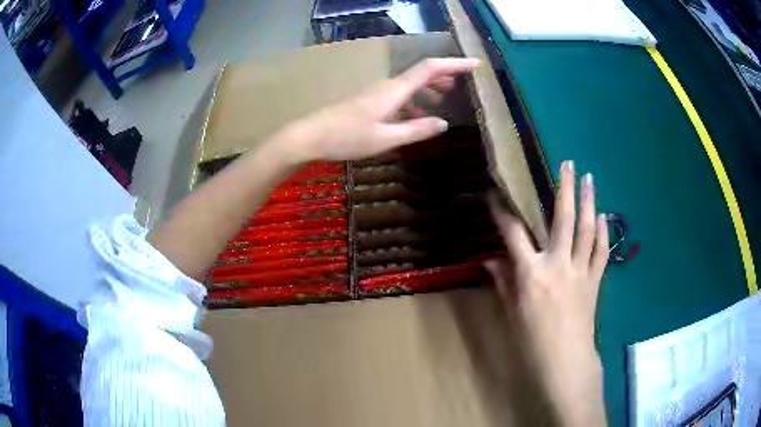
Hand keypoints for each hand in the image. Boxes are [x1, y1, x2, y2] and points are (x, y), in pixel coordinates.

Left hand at [287, 58, 479, 162]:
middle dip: (444, 75)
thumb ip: (416, 130)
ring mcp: (377, 92)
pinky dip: (413, 101)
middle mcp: (388, 86)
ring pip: (410, 84)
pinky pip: (399, 95)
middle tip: (463, 84)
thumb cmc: (347, 137)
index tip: (475, 64)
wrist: (310, 136)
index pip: (430, 69)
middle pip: (421, 73)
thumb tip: (443, 123)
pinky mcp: (370, 101)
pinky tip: (416, 116)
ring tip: (444, 100)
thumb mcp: (386, 138)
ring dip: (429, 88)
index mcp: (395, 90)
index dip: (454, 64)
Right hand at [486, 161, 608, 424]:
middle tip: (568, 163)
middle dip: (565, 188)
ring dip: (590, 201)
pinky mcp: (595, 280)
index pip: (513, 234)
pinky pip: (602, 250)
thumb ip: (503, 282)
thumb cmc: (532, 340)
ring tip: (590, 178)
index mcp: (531, 274)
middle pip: (563, 218)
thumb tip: (489, 261)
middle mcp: (558, 264)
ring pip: (587, 228)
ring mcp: (581, 270)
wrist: (565, 361)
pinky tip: (604, 216)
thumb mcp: (512, 312)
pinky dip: (604, 231)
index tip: (495, 195)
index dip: (502, 212)